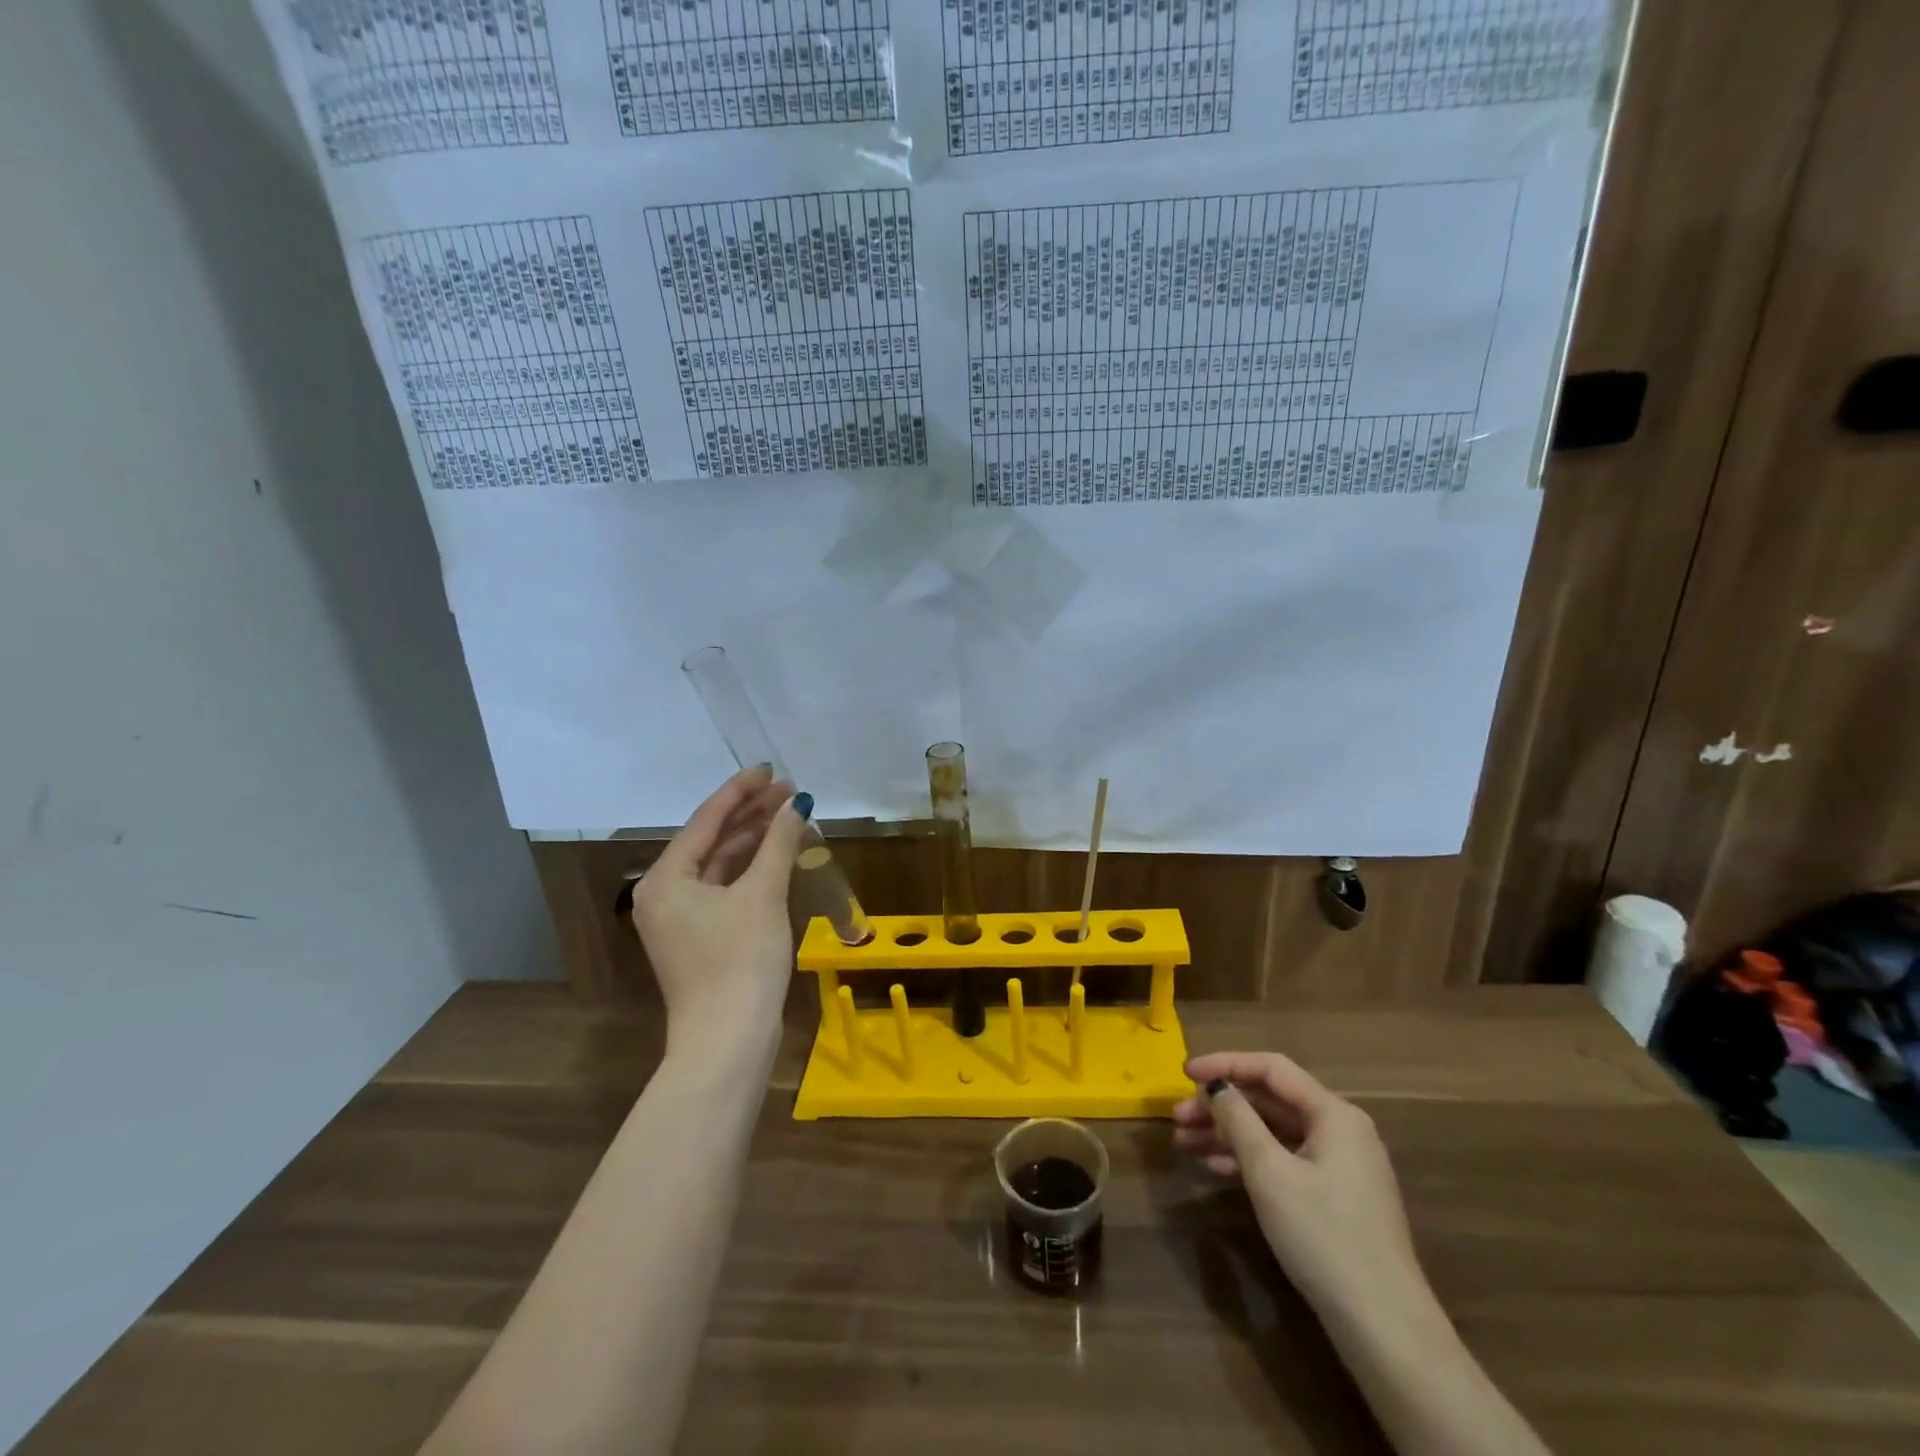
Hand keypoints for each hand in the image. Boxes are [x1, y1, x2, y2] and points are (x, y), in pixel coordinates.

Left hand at [629, 766, 806, 1057]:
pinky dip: (750, 869)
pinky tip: (777, 854)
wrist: (729, 1040)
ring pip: (719, 865)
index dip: (740, 790)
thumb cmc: (740, 960)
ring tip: (789, 814)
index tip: (770, 768)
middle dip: (750, 813)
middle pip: (711, 840)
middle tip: (789, 790)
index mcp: (665, 878)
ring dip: (753, 840)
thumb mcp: (763, 894)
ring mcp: (681, 919)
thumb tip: (798, 803)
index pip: (705, 820)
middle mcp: (664, 894)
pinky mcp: (701, 938)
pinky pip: (725, 888)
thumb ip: (779, 842)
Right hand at [1173, 1051, 1424, 1319]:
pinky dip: (1249, 1160)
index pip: (1272, 1069)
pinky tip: (1215, 1168)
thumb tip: (1216, 1087)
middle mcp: (1340, 1131)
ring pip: (1274, 1133)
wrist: (1382, 1326)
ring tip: (1184, 1143)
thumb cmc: (1323, 1235)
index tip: (1185, 1074)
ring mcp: (1340, 1167)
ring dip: (1228, 1133)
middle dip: (1221, 1106)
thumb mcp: (1270, 1172)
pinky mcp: (1335, 1199)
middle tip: (1177, 1118)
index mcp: (1334, 1114)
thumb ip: (1238, 1120)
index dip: (1225, 1065)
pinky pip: (1284, 1161)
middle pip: (1271, 1101)